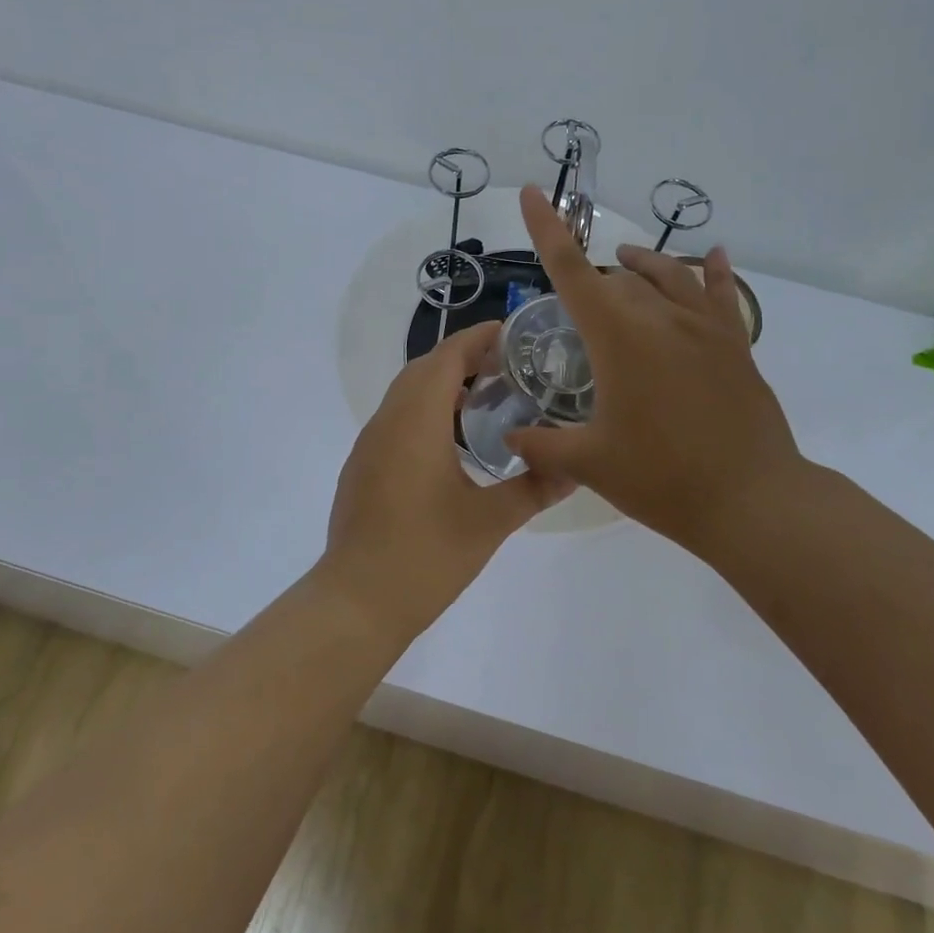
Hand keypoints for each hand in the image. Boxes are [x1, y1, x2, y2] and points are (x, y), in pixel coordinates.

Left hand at [319, 320, 573, 637]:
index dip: (477, 338)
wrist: (357, 600)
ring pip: (405, 393)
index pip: (446, 357)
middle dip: (462, 357)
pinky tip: (449, 440)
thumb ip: (534, 489)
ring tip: (485, 397)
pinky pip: (395, 418)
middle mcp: (388, 421)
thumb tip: (576, 469)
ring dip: (441, 384)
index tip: (510, 332)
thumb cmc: (426, 555)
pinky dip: (423, 410)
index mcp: (417, 420)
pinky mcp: (362, 466)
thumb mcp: (490, 522)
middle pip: (423, 369)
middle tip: (506, 365)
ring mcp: (369, 443)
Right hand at [504, 185, 814, 563]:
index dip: (547, 229)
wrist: (752, 501)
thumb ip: (542, 446)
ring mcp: (704, 328)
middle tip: (579, 314)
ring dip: (641, 264)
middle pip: (617, 278)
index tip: (534, 194)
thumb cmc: (662, 479)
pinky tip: (714, 255)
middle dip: (593, 283)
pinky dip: (713, 271)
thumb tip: (510, 437)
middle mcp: (660, 319)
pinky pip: (722, 294)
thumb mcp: (590, 464)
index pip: (571, 272)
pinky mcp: (735, 345)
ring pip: (668, 275)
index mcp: (618, 338)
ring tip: (625, 259)